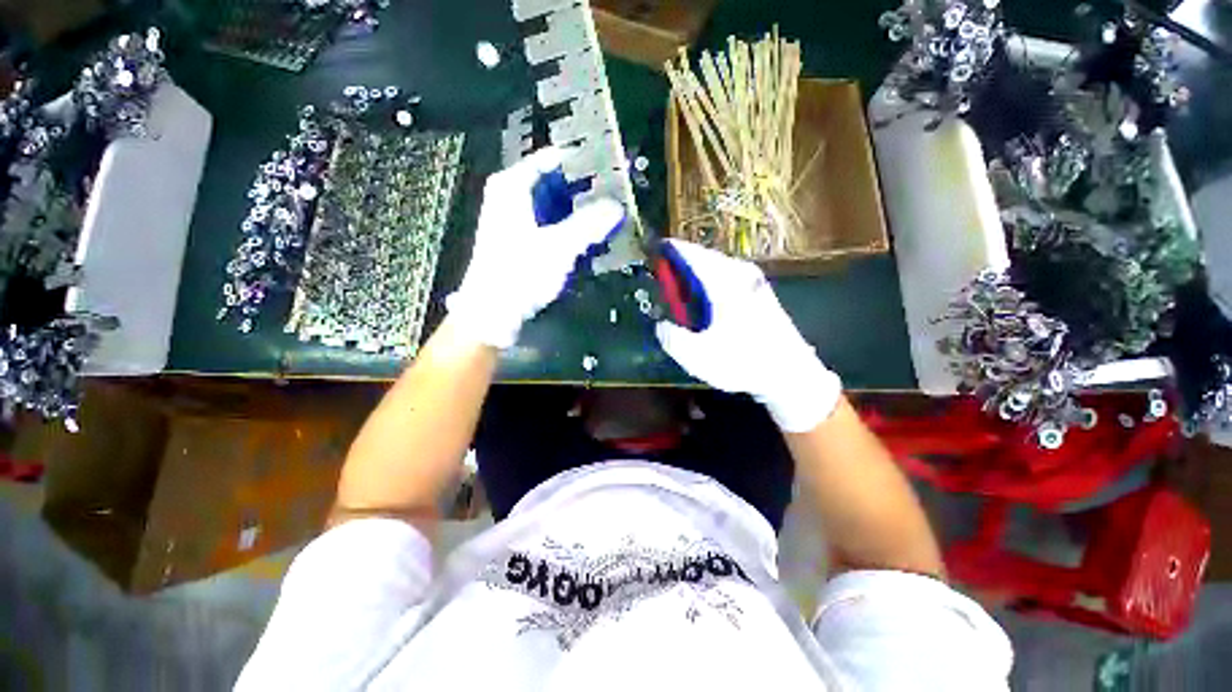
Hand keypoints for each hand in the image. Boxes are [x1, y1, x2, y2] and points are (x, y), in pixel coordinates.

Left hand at [446, 148, 624, 348]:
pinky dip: (569, 229)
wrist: (493, 312)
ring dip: (579, 211)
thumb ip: (589, 224)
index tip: (607, 164)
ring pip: (554, 206)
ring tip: (608, 214)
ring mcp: (516, 222)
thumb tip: (617, 207)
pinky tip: (589, 237)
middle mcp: (511, 198)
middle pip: (553, 183)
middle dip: (583, 189)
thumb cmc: (519, 273)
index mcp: (511, 187)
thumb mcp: (558, 246)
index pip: (549, 159)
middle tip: (614, 193)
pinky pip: (551, 226)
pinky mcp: (522, 243)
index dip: (578, 160)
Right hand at [655, 240, 840, 431]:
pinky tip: (704, 302)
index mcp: (724, 281)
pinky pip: (728, 278)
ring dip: (696, 275)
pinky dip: (710, 284)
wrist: (791, 375)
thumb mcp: (697, 356)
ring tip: (679, 289)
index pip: (690, 254)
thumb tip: (662, 324)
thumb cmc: (743, 362)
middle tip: (662, 276)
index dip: (669, 251)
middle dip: (681, 264)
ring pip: (717, 268)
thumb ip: (671, 337)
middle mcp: (740, 273)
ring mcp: (754, 282)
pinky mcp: (760, 293)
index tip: (652, 251)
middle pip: (704, 257)